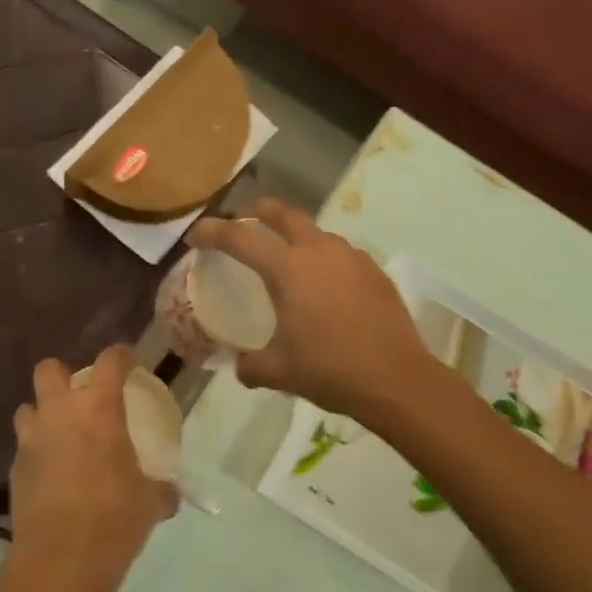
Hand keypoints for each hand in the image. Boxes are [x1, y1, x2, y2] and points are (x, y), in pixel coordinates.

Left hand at [5, 345, 175, 591]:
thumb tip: (169, 492)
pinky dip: (39, 451)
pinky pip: (25, 446)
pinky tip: (54, 474)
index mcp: (99, 409)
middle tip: (83, 398)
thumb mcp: (151, 502)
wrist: (59, 562)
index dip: (122, 355)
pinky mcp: (14, 468)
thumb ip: (160, 488)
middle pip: (49, 369)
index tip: (130, 362)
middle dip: (64, 376)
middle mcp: (59, 413)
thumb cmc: (114, 520)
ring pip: (29, 407)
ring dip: (44, 414)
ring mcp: (31, 440)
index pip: (110, 361)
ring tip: (63, 435)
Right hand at [187, 199, 436, 419]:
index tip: (196, 235)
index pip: (240, 238)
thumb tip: (240, 366)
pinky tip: (325, 286)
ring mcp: (352, 258)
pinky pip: (341, 255)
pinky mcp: (374, 272)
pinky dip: (324, 259)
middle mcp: (319, 252)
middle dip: (260, 212)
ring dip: (296, 236)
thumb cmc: (330, 370)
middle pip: (284, 214)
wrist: (396, 379)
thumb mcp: (278, 372)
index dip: (212, 232)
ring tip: (288, 258)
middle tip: (246, 221)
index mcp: (288, 269)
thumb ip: (250, 366)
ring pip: (316, 233)